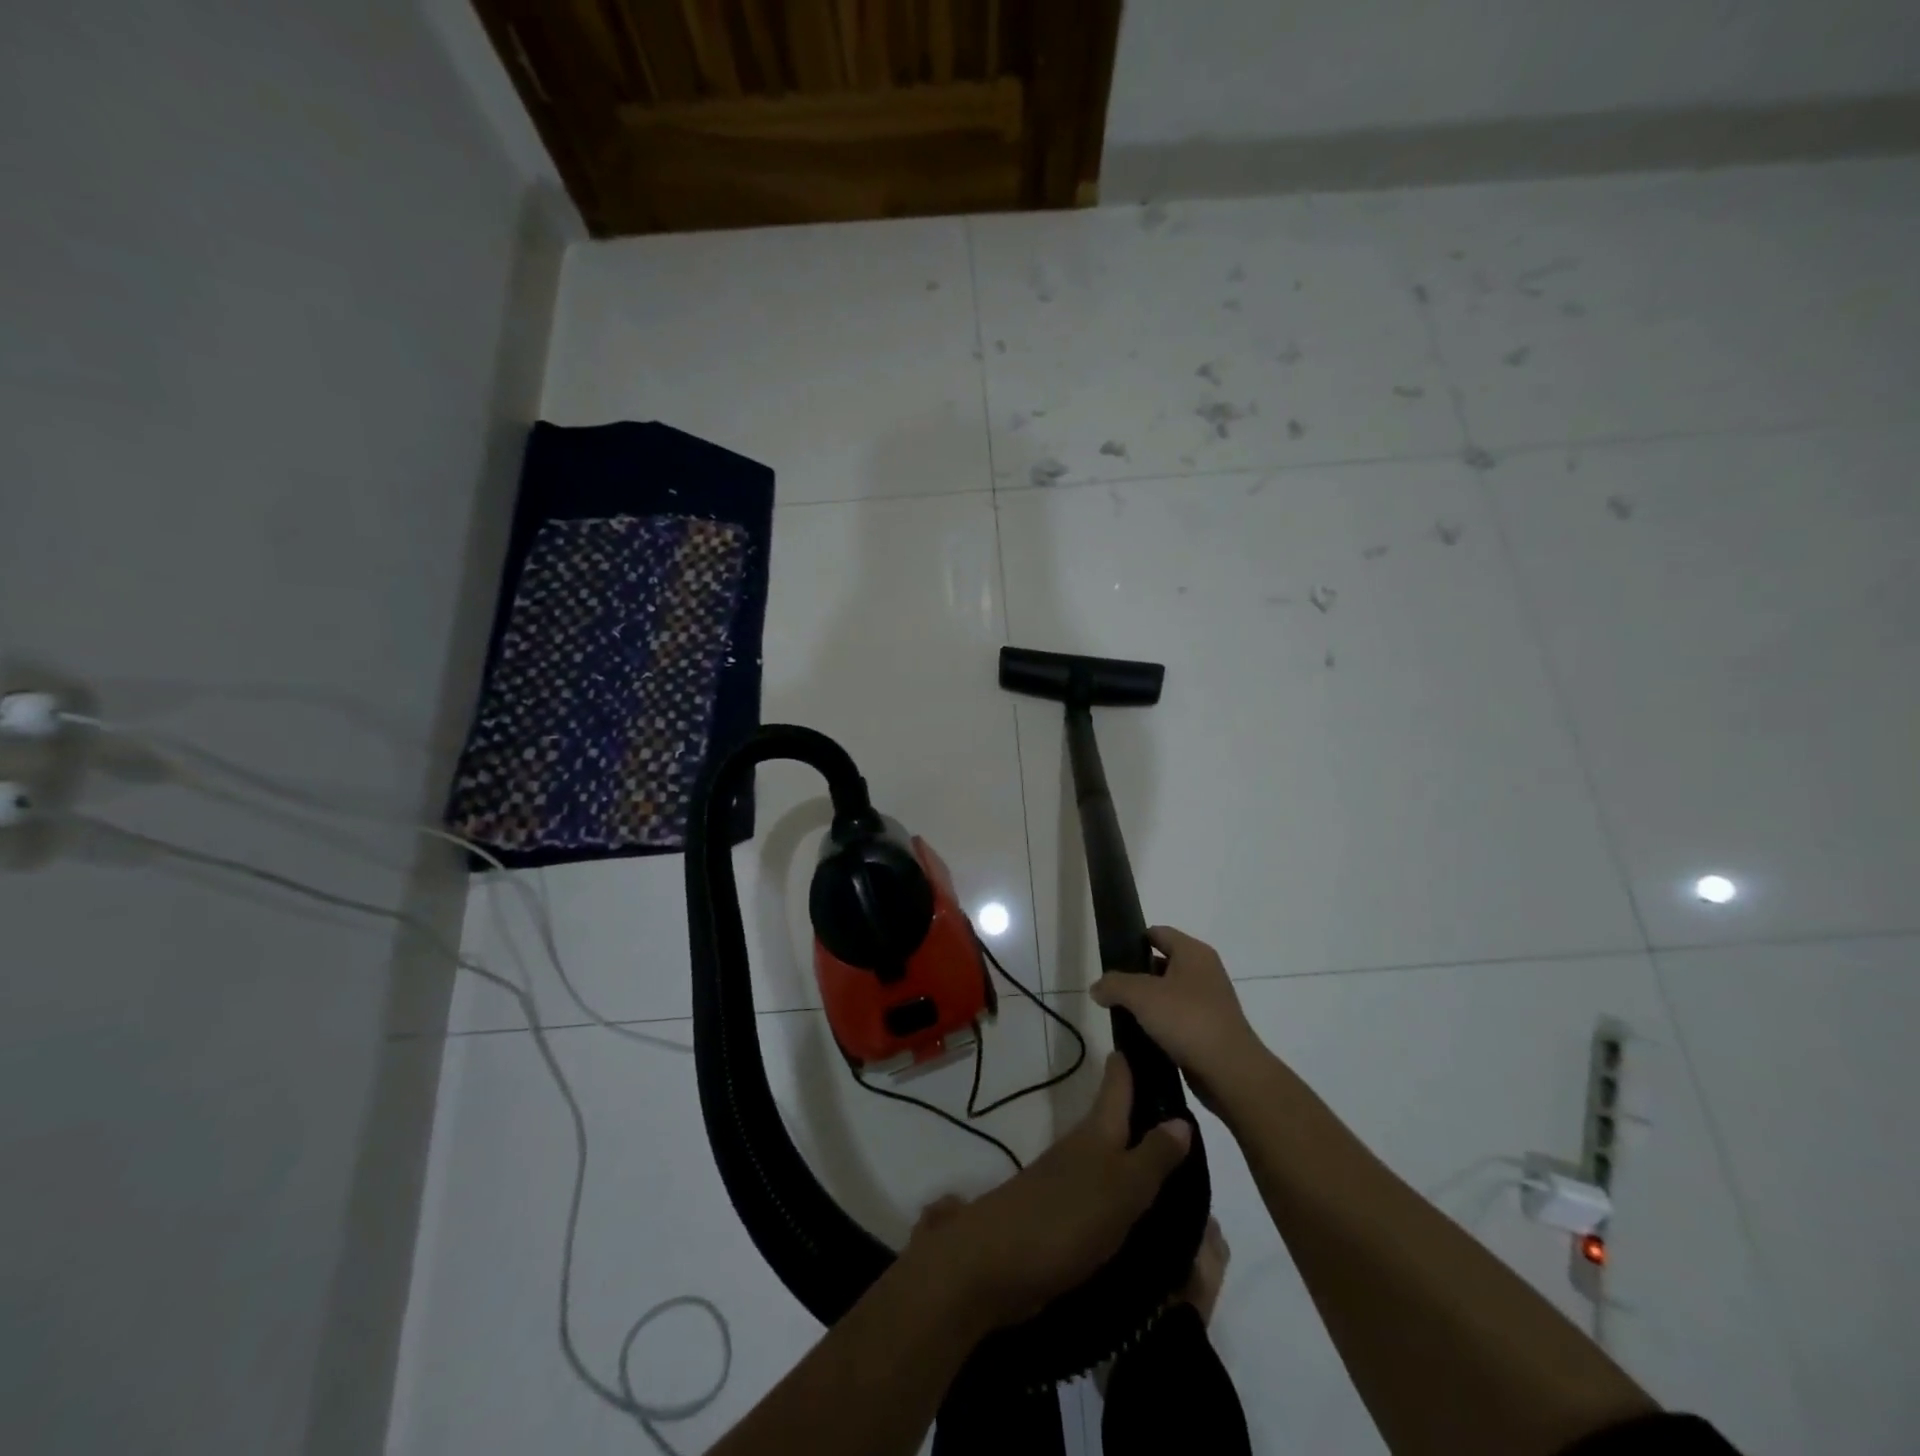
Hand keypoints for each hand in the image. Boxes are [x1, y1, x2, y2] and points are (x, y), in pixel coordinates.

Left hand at [905, 1053, 1191, 1330]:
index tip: (1156, 1035)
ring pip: (1112, 1157)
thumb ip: (1153, 1157)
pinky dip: (1127, 1196)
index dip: (1134, 1058)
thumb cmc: (1065, 1217)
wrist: (998, 1264)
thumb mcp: (1121, 1188)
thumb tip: (1182, 1118)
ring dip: (1140, 1157)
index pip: (1118, 1080)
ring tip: (1183, 1170)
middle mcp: (1084, 1147)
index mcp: (1098, 1131)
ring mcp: (1070, 1180)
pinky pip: (1105, 1195)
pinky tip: (1149, 1215)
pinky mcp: (1064, 1216)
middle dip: (1146, 1112)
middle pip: (1117, 1118)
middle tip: (1192, 1116)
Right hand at [1090, 926, 1267, 1111]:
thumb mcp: (1141, 996)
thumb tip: (1097, 988)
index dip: (1133, 941)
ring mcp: (1209, 1002)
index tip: (1111, 957)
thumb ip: (1114, 985)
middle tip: (1112, 990)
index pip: (1158, 933)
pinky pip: (1178, 1019)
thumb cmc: (1187, 1020)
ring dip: (1147, 1003)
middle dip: (1136, 975)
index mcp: (1194, 953)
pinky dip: (1160, 1025)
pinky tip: (1142, 1037)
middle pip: (1162, 963)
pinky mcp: (1209, 1029)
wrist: (1230, 1072)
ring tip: (1122, 1015)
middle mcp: (1205, 971)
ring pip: (1168, 993)